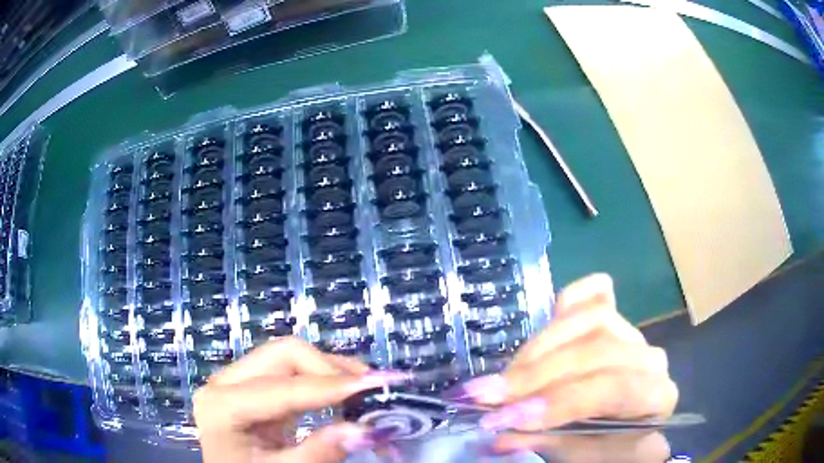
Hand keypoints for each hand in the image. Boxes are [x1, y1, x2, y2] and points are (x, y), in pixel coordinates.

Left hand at [193, 337, 402, 462]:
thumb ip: (318, 453)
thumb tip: (365, 431)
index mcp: (222, 404)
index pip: (284, 386)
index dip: (333, 385)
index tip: (377, 384)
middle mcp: (225, 382)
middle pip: (284, 355)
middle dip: (330, 369)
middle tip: (368, 390)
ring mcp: (237, 380)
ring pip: (289, 357)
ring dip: (329, 370)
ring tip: (364, 389)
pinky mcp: (252, 387)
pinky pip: (290, 372)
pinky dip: (320, 380)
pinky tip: (342, 393)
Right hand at [450, 274, 677, 459]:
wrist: (628, 433)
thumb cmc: (610, 450)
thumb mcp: (581, 456)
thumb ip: (546, 442)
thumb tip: (497, 434)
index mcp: (656, 396)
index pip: (613, 388)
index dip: (560, 401)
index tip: (510, 417)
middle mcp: (649, 358)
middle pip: (597, 350)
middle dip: (537, 374)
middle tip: (488, 395)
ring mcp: (633, 333)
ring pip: (593, 320)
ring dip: (541, 346)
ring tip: (504, 374)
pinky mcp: (616, 320)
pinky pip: (596, 296)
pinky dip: (571, 298)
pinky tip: (550, 311)